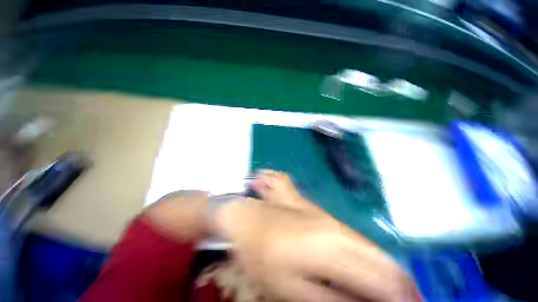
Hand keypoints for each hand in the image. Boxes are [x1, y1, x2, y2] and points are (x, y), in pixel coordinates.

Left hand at [213, 170, 419, 301]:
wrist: (248, 219)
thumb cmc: (263, 254)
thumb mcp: (292, 289)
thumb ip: (333, 300)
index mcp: (333, 247)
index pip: (385, 278)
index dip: (402, 300)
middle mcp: (338, 229)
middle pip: (384, 260)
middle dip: (399, 287)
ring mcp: (331, 219)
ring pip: (372, 248)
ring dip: (384, 273)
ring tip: (387, 295)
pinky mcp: (324, 217)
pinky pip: (357, 240)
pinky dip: (368, 260)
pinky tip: (364, 273)